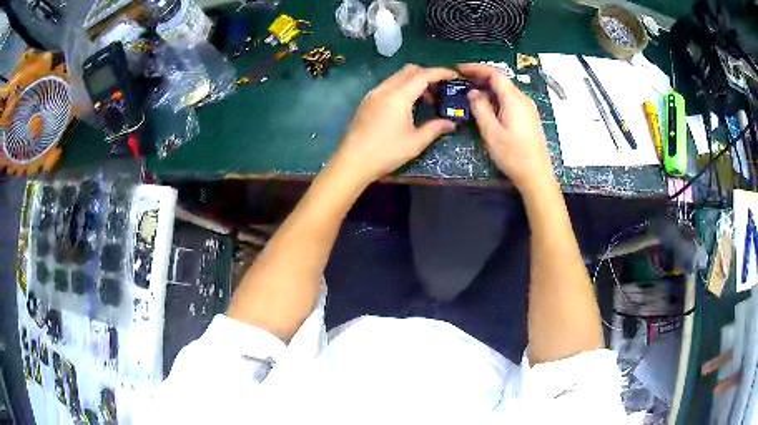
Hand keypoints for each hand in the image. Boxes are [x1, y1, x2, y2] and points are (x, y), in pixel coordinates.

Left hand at [332, 65, 457, 184]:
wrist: (352, 162)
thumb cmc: (386, 153)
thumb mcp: (415, 143)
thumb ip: (435, 128)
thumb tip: (451, 123)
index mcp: (398, 97)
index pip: (423, 75)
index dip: (441, 72)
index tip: (454, 75)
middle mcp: (385, 89)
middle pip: (409, 70)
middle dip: (428, 74)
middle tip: (441, 88)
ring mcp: (373, 94)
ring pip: (397, 77)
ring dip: (414, 81)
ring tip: (426, 99)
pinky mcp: (367, 101)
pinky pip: (388, 85)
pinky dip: (402, 87)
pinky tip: (407, 105)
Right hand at [458, 63, 553, 191]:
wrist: (536, 175)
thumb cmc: (513, 155)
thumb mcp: (491, 132)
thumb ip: (480, 108)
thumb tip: (473, 93)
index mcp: (514, 99)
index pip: (494, 74)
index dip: (476, 68)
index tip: (459, 69)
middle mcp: (523, 99)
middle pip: (501, 80)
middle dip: (481, 77)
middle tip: (462, 81)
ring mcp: (528, 108)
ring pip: (505, 90)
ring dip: (488, 88)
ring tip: (471, 92)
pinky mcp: (529, 117)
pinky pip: (510, 99)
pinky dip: (496, 97)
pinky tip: (487, 105)